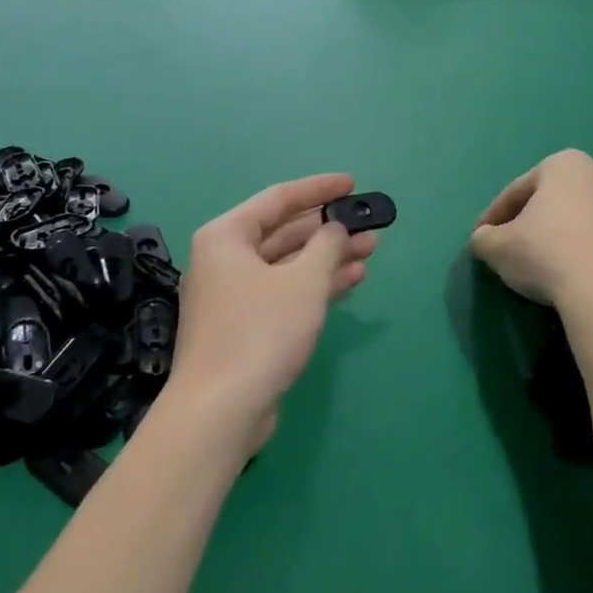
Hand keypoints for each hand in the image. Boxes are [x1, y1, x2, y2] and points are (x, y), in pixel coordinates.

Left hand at [167, 174, 378, 453]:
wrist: (221, 409)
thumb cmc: (261, 331)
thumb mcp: (303, 282)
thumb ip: (326, 246)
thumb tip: (335, 227)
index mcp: (226, 236)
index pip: (278, 198)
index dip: (318, 189)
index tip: (352, 183)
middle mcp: (224, 259)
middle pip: (283, 232)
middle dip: (328, 228)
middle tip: (368, 223)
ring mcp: (233, 294)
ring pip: (287, 264)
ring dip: (327, 257)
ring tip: (371, 249)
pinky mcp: (244, 325)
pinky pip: (284, 291)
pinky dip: (315, 285)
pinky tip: (351, 280)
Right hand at [469, 150, 592, 308]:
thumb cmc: (549, 257)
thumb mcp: (497, 248)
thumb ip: (485, 238)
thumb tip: (485, 239)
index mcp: (566, 166)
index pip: (520, 189)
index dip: (496, 214)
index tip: (484, 238)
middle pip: (567, 199)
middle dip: (547, 219)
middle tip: (528, 250)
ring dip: (587, 236)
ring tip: (571, 269)